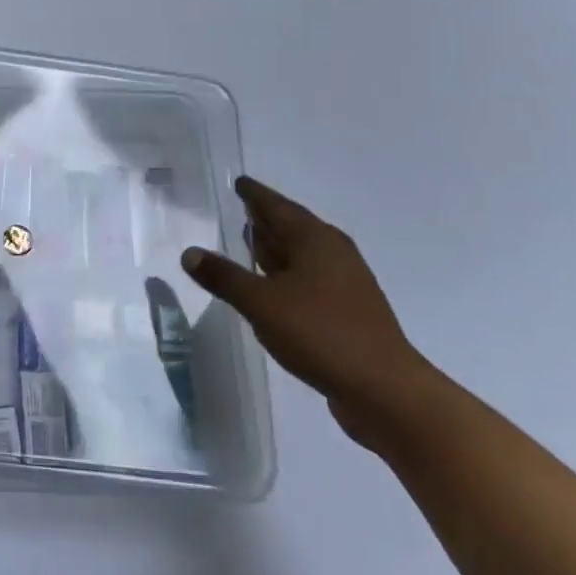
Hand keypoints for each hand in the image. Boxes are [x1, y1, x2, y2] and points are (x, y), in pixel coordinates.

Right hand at [182, 175, 431, 447]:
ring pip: (302, 256)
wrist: (386, 392)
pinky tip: (271, 290)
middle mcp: (333, 254)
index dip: (255, 194)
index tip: (239, 182)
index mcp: (315, 240)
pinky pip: (308, 280)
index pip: (277, 206)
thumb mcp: (261, 304)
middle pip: (293, 228)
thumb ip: (224, 276)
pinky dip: (286, 276)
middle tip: (240, 209)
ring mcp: (345, 285)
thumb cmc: (321, 334)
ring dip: (276, 249)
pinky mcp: (348, 313)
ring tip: (249, 244)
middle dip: (266, 219)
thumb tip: (189, 252)